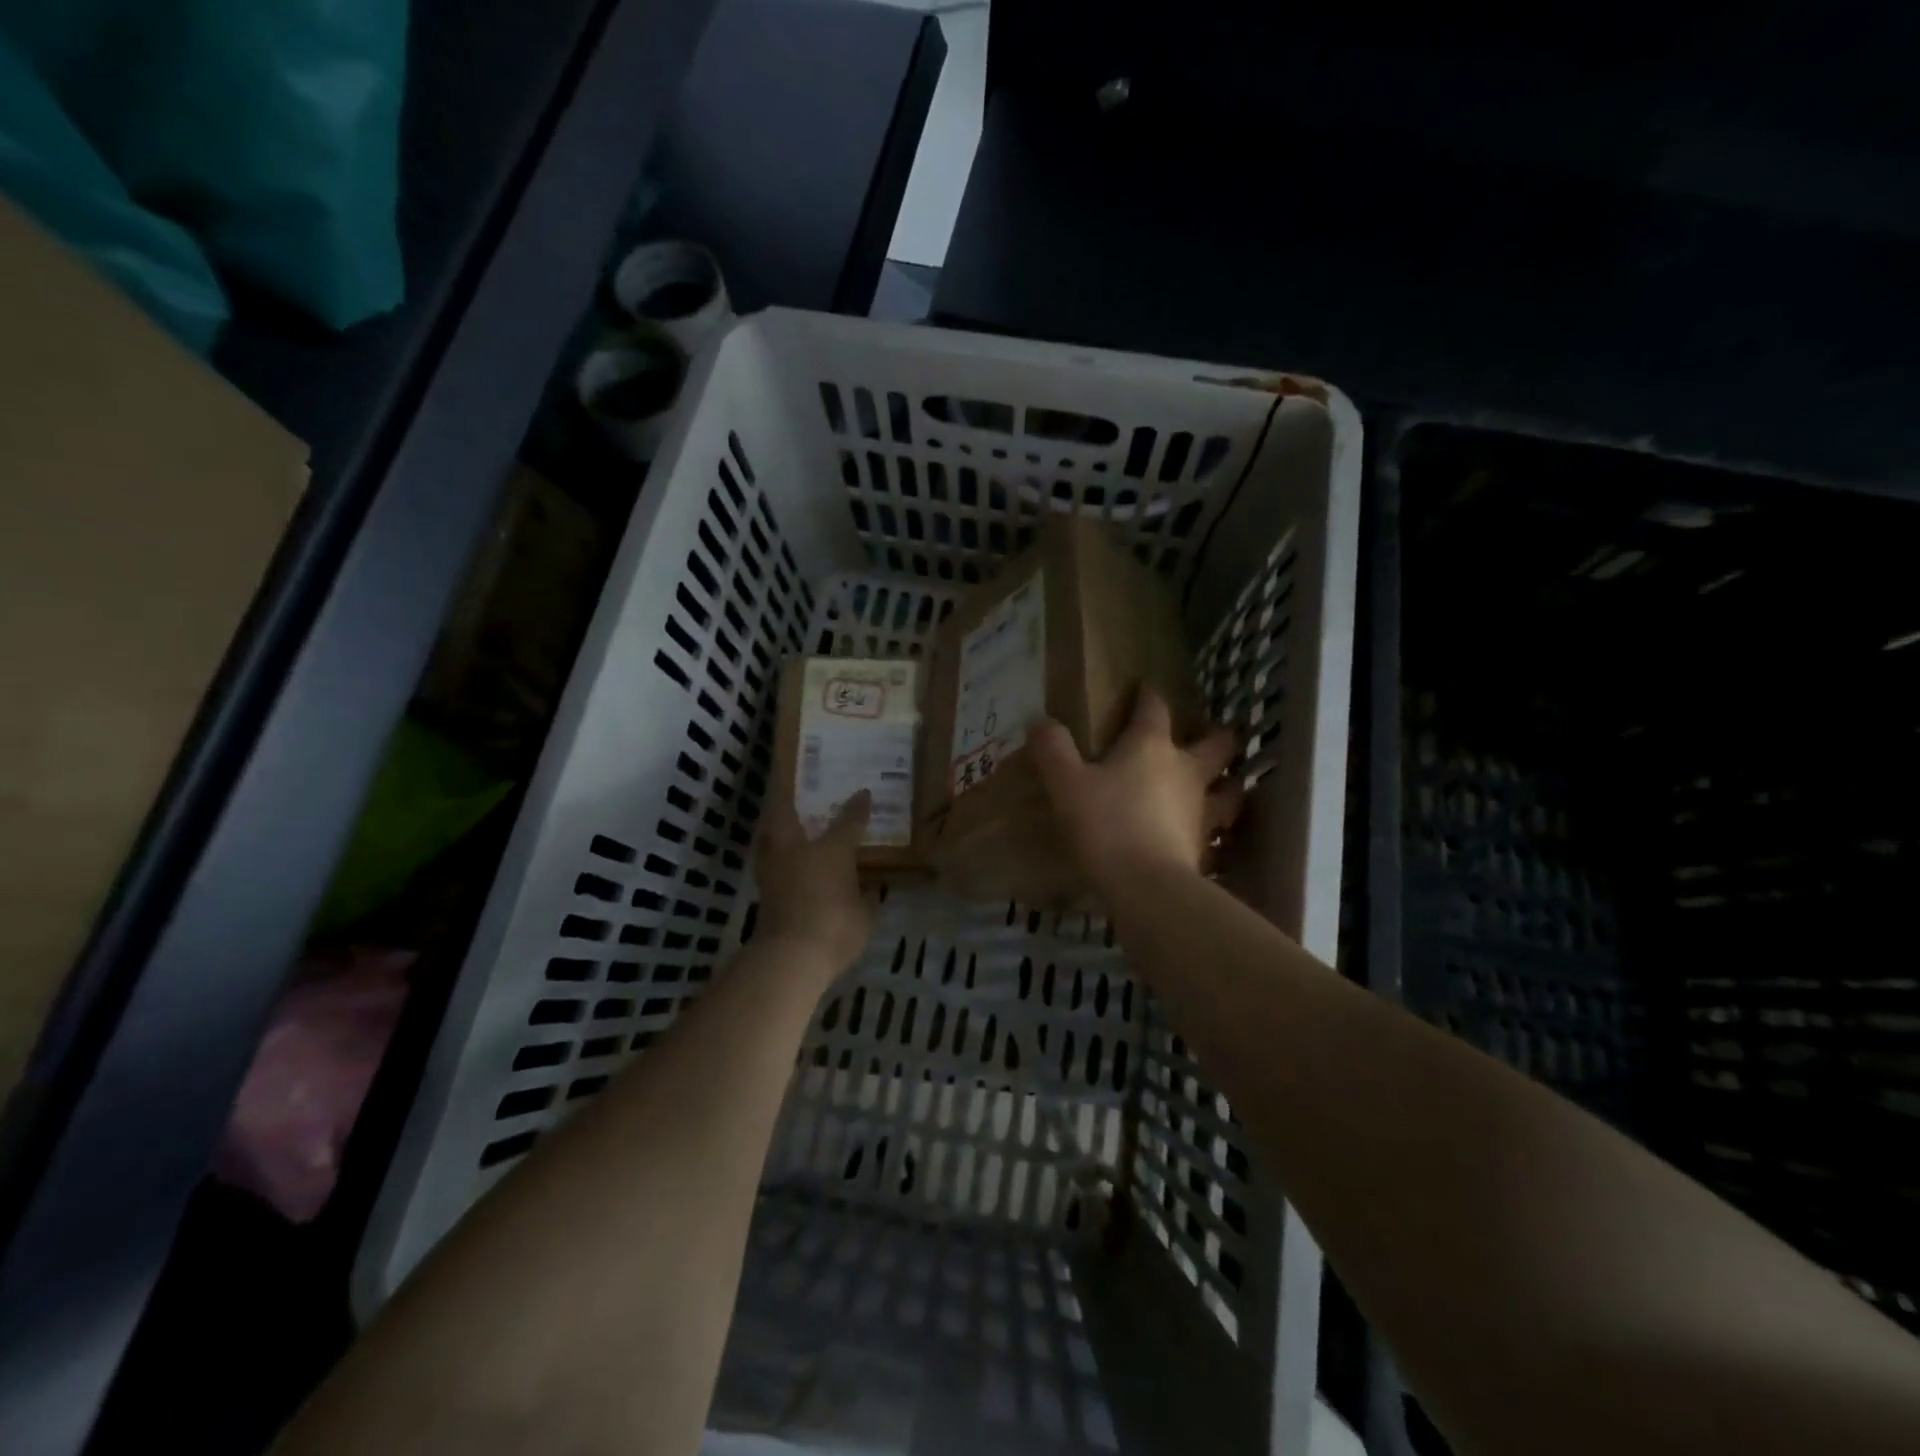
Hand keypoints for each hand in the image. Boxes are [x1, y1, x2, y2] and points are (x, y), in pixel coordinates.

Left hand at [752, 790, 874, 972]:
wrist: (791, 957)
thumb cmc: (836, 927)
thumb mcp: (865, 914)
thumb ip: (868, 898)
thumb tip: (872, 889)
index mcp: (831, 850)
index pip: (848, 822)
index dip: (858, 807)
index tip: (864, 793)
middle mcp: (797, 850)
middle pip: (783, 811)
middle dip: (784, 795)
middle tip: (788, 784)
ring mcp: (774, 868)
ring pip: (767, 833)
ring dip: (772, 822)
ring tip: (780, 816)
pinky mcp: (762, 889)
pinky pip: (766, 858)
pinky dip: (772, 850)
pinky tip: (780, 854)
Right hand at [1029, 690, 1242, 891]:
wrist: (1147, 886)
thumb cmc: (1106, 824)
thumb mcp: (1066, 784)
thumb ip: (1053, 749)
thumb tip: (1040, 721)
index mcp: (1151, 746)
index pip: (1155, 707)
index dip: (1148, 696)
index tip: (1143, 689)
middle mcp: (1185, 770)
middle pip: (1216, 744)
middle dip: (1214, 737)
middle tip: (1204, 738)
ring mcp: (1202, 809)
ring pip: (1229, 789)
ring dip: (1227, 785)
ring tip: (1220, 787)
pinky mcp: (1205, 846)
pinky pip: (1218, 831)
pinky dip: (1215, 830)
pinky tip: (1204, 836)